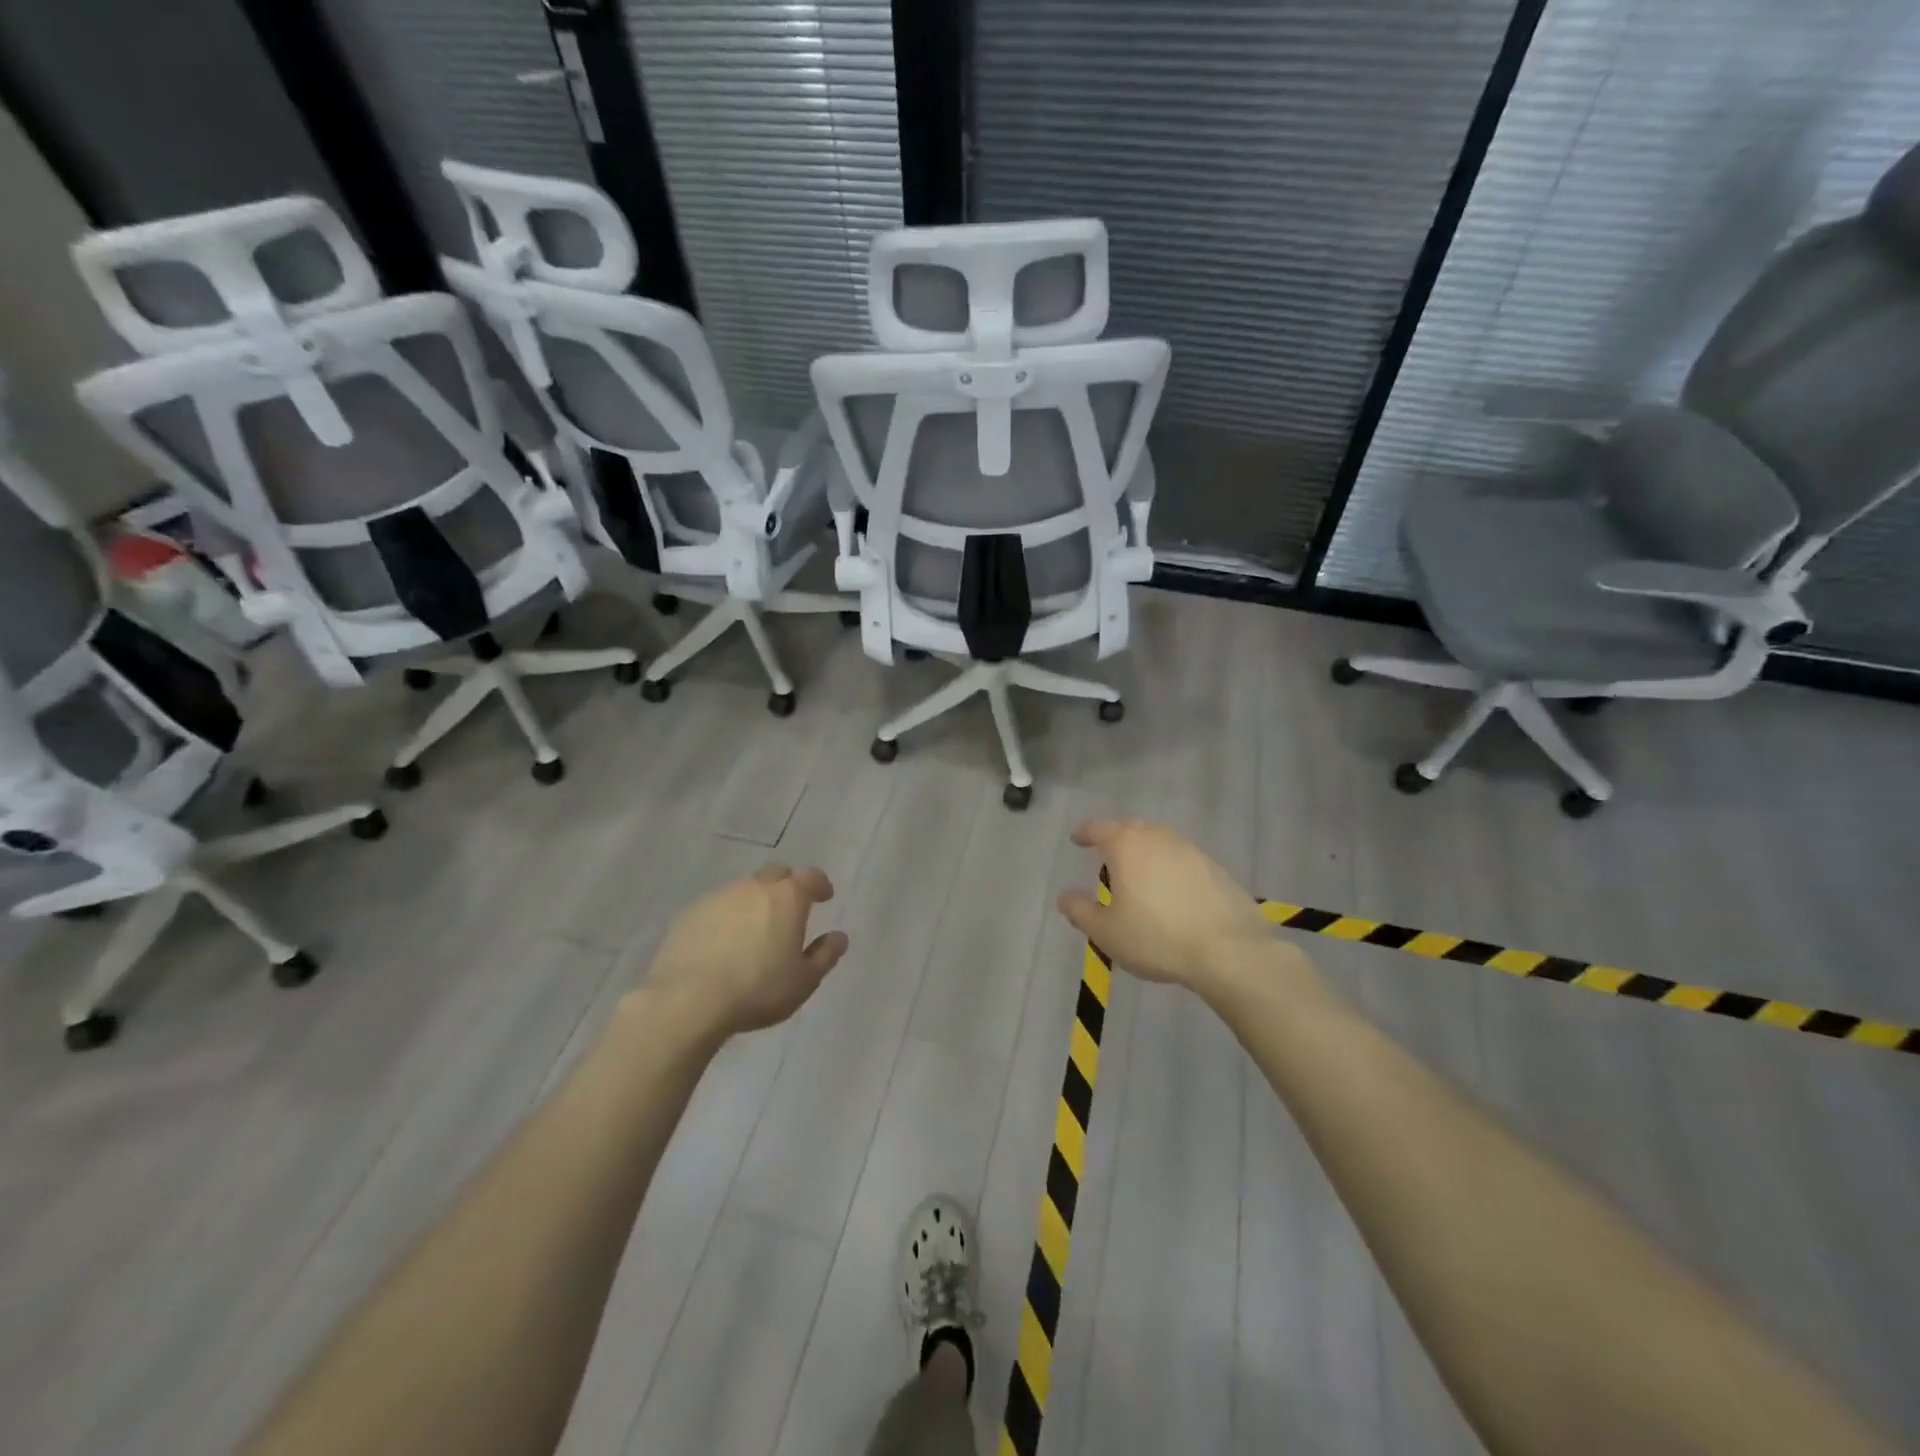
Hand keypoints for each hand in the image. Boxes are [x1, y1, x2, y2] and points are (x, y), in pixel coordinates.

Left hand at [645, 865, 849, 1039]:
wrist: (688, 1000)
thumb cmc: (758, 989)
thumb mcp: (804, 980)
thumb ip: (825, 955)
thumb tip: (839, 937)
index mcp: (788, 897)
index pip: (811, 877)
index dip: (820, 885)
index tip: (825, 897)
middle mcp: (754, 887)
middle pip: (776, 874)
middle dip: (787, 886)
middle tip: (790, 910)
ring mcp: (718, 897)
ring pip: (744, 889)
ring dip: (754, 901)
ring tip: (754, 929)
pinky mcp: (689, 913)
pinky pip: (716, 907)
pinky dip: (726, 917)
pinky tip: (723, 942)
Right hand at [1057, 819, 1272, 993]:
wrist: (1229, 950)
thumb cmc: (1156, 937)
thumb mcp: (1106, 932)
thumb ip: (1080, 911)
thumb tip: (1064, 897)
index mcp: (1126, 845)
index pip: (1098, 828)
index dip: (1084, 833)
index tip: (1076, 840)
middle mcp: (1158, 837)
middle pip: (1131, 829)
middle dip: (1116, 839)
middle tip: (1107, 858)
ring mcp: (1191, 849)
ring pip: (1160, 842)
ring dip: (1146, 852)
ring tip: (1140, 875)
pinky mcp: (1216, 867)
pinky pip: (1183, 859)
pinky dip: (1170, 868)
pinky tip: (1172, 891)